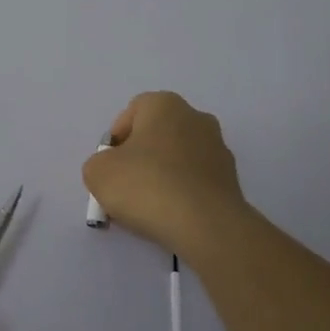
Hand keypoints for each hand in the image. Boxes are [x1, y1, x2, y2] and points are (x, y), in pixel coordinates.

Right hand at [82, 91, 251, 261]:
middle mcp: (196, 117)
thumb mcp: (98, 172)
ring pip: (177, 159)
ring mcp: (218, 148)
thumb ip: (98, 164)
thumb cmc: (147, 186)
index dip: (115, 142)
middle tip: (125, 190)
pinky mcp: (231, 179)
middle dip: (139, 160)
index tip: (110, 170)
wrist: (206, 226)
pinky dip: (182, 194)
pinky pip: (195, 181)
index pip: (131, 114)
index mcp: (165, 104)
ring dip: (161, 178)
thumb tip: (114, 170)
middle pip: (155, 136)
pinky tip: (172, 217)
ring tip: (148, 210)